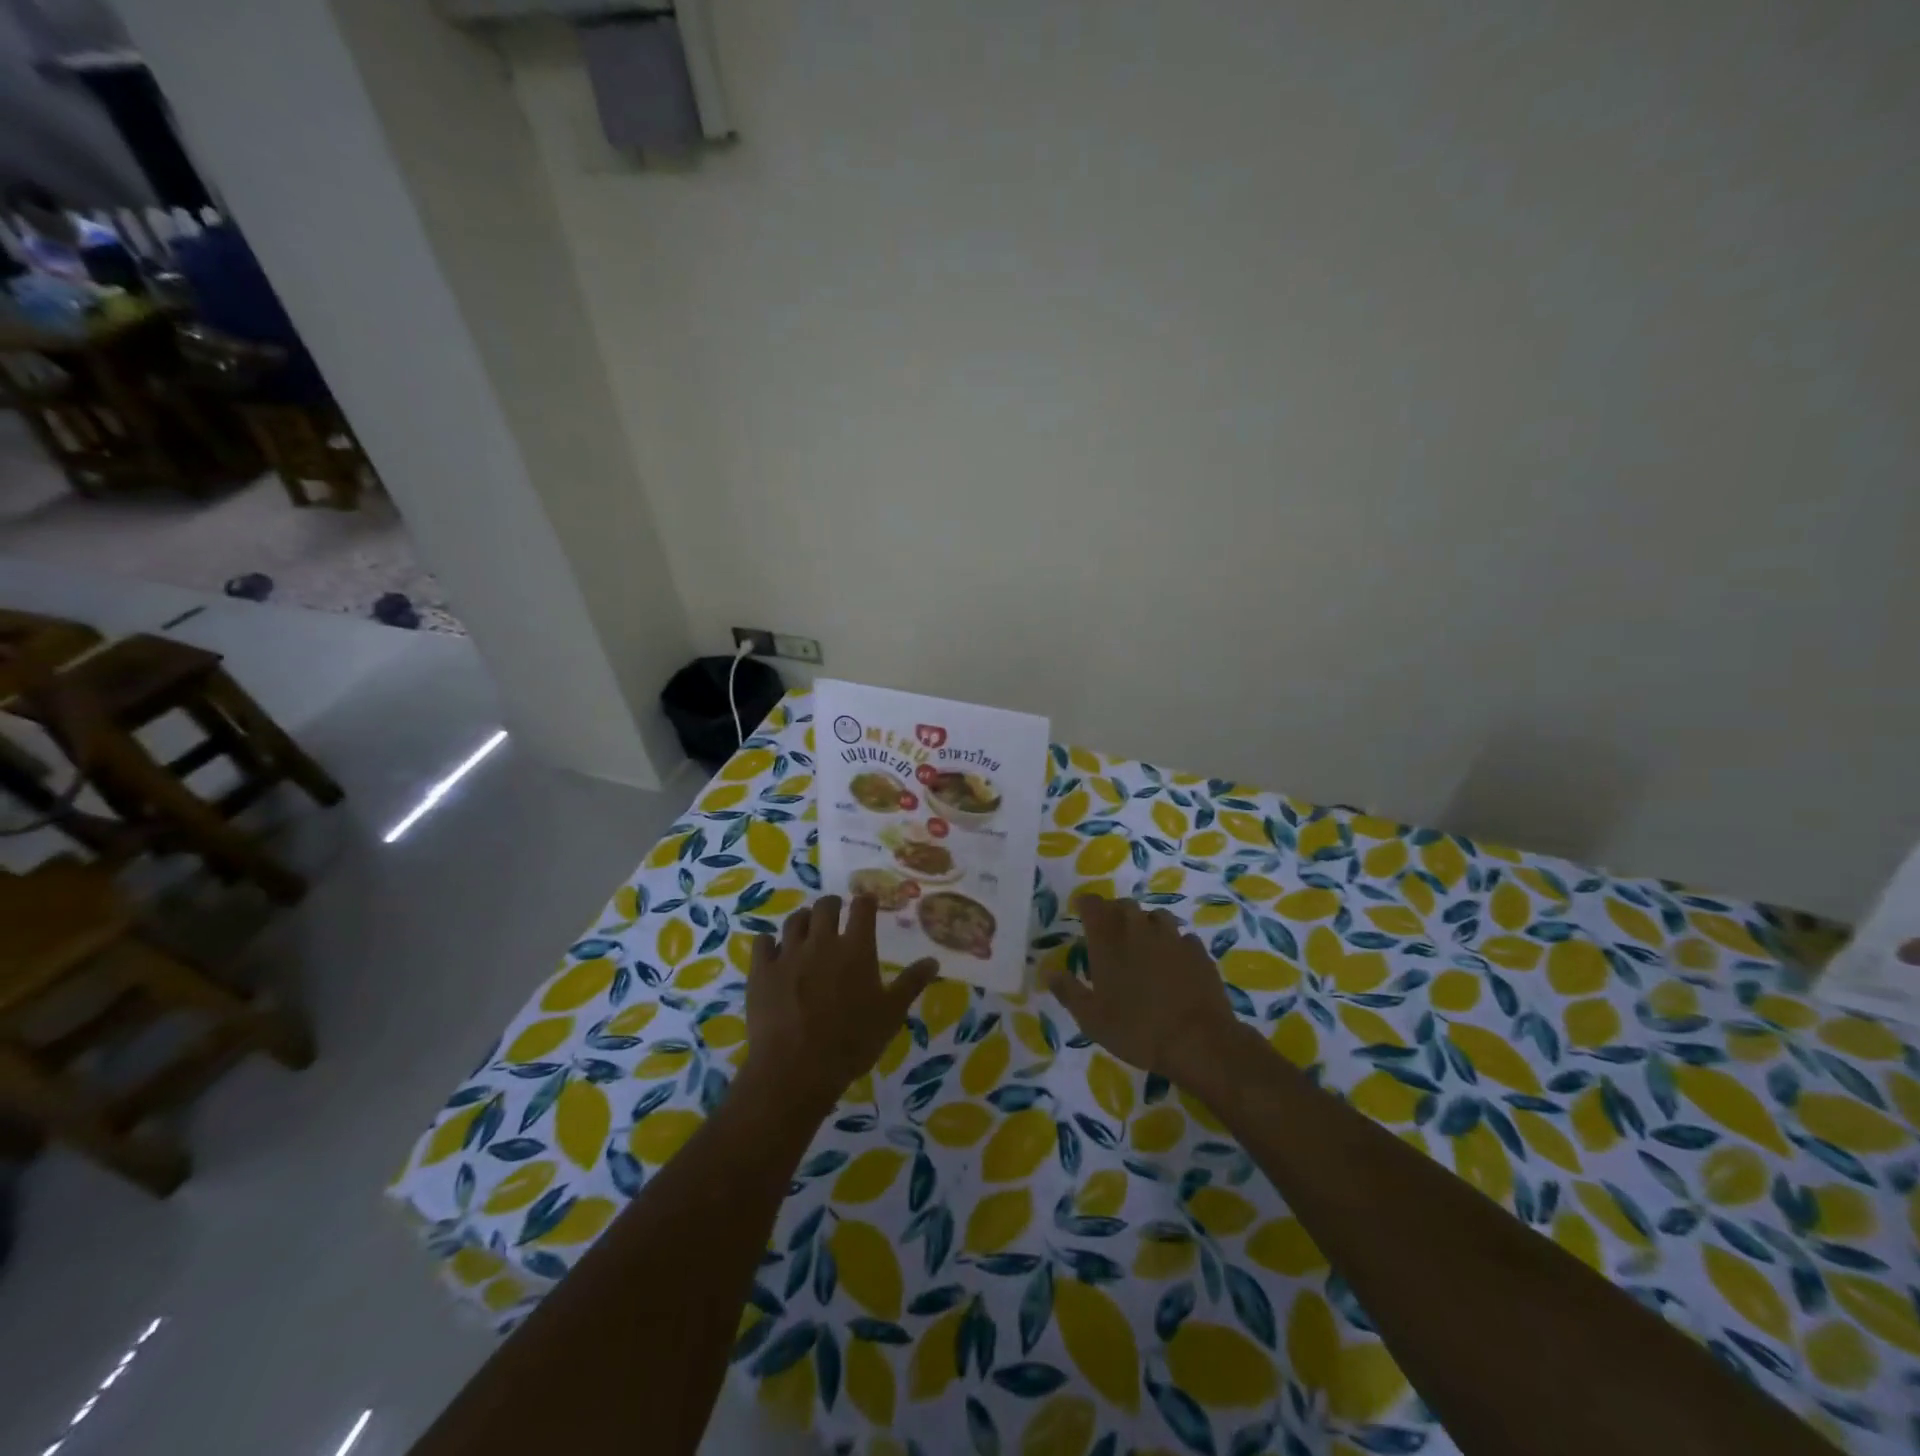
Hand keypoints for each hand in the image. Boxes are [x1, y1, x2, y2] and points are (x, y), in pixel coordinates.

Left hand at [742, 894, 938, 1115]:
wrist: (796, 1069)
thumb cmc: (852, 1042)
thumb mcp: (891, 1015)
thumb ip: (911, 984)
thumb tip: (933, 960)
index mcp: (856, 948)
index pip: (862, 908)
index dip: (865, 901)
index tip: (866, 902)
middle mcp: (822, 942)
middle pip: (825, 906)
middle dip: (832, 905)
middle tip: (835, 913)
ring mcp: (788, 954)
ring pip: (795, 920)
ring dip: (804, 920)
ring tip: (807, 929)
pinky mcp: (762, 971)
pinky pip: (763, 942)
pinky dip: (770, 942)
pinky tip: (773, 950)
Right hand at [1044, 896, 1242, 1085]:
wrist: (1198, 1042)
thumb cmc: (1136, 1030)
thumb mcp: (1091, 1019)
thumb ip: (1068, 990)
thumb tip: (1048, 971)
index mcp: (1108, 939)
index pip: (1092, 904)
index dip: (1085, 904)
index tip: (1080, 911)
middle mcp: (1138, 928)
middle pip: (1123, 905)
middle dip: (1113, 913)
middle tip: (1109, 934)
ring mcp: (1172, 936)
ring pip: (1154, 916)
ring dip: (1144, 924)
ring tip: (1142, 946)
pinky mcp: (1197, 950)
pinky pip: (1181, 936)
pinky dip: (1172, 943)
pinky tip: (1172, 963)